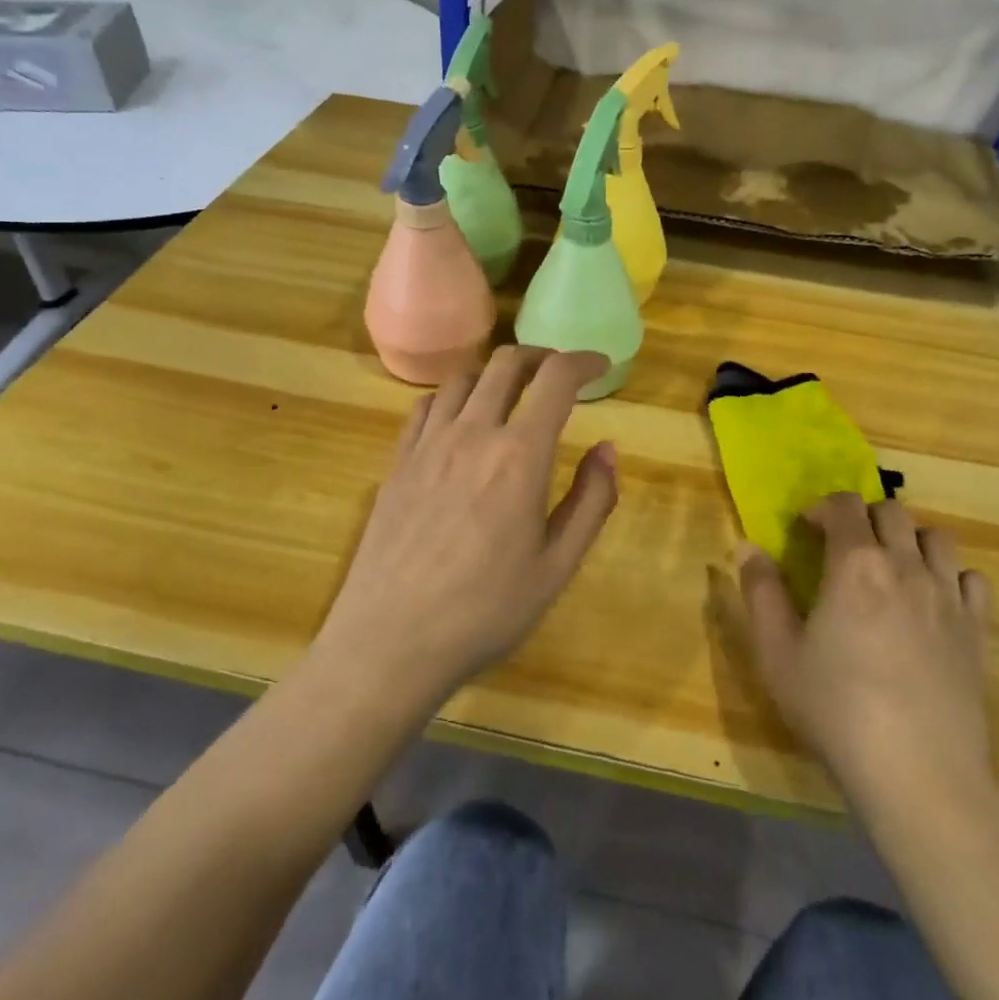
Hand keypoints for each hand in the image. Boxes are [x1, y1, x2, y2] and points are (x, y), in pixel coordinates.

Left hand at [316, 347, 618, 710]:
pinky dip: (455, 397)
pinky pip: (427, 406)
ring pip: (464, 378)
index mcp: (519, 456)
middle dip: (541, 356)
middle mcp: (472, 434)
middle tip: (559, 374)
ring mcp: (428, 444)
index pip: (556, 378)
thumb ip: (591, 500)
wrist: (391, 642)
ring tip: (513, 395)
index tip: (599, 365)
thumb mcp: (558, 566)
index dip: (583, 361)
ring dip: (496, 373)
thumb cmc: (486, 611)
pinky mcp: (398, 462)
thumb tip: (608, 448)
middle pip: (506, 363)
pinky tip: (461, 420)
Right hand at [738, 493, 995, 825]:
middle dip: (863, 517)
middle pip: (891, 511)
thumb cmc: (837, 710)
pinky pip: (972, 578)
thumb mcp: (777, 653)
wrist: (919, 774)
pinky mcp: (978, 631)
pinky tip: (934, 600)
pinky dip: (952, 575)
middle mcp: (906, 565)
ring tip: (891, 567)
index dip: (822, 507)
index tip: (806, 529)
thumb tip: (748, 547)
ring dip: (909, 539)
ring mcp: (949, 596)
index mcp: (855, 563)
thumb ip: (761, 592)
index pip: (844, 504)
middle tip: (844, 548)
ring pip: (936, 537)